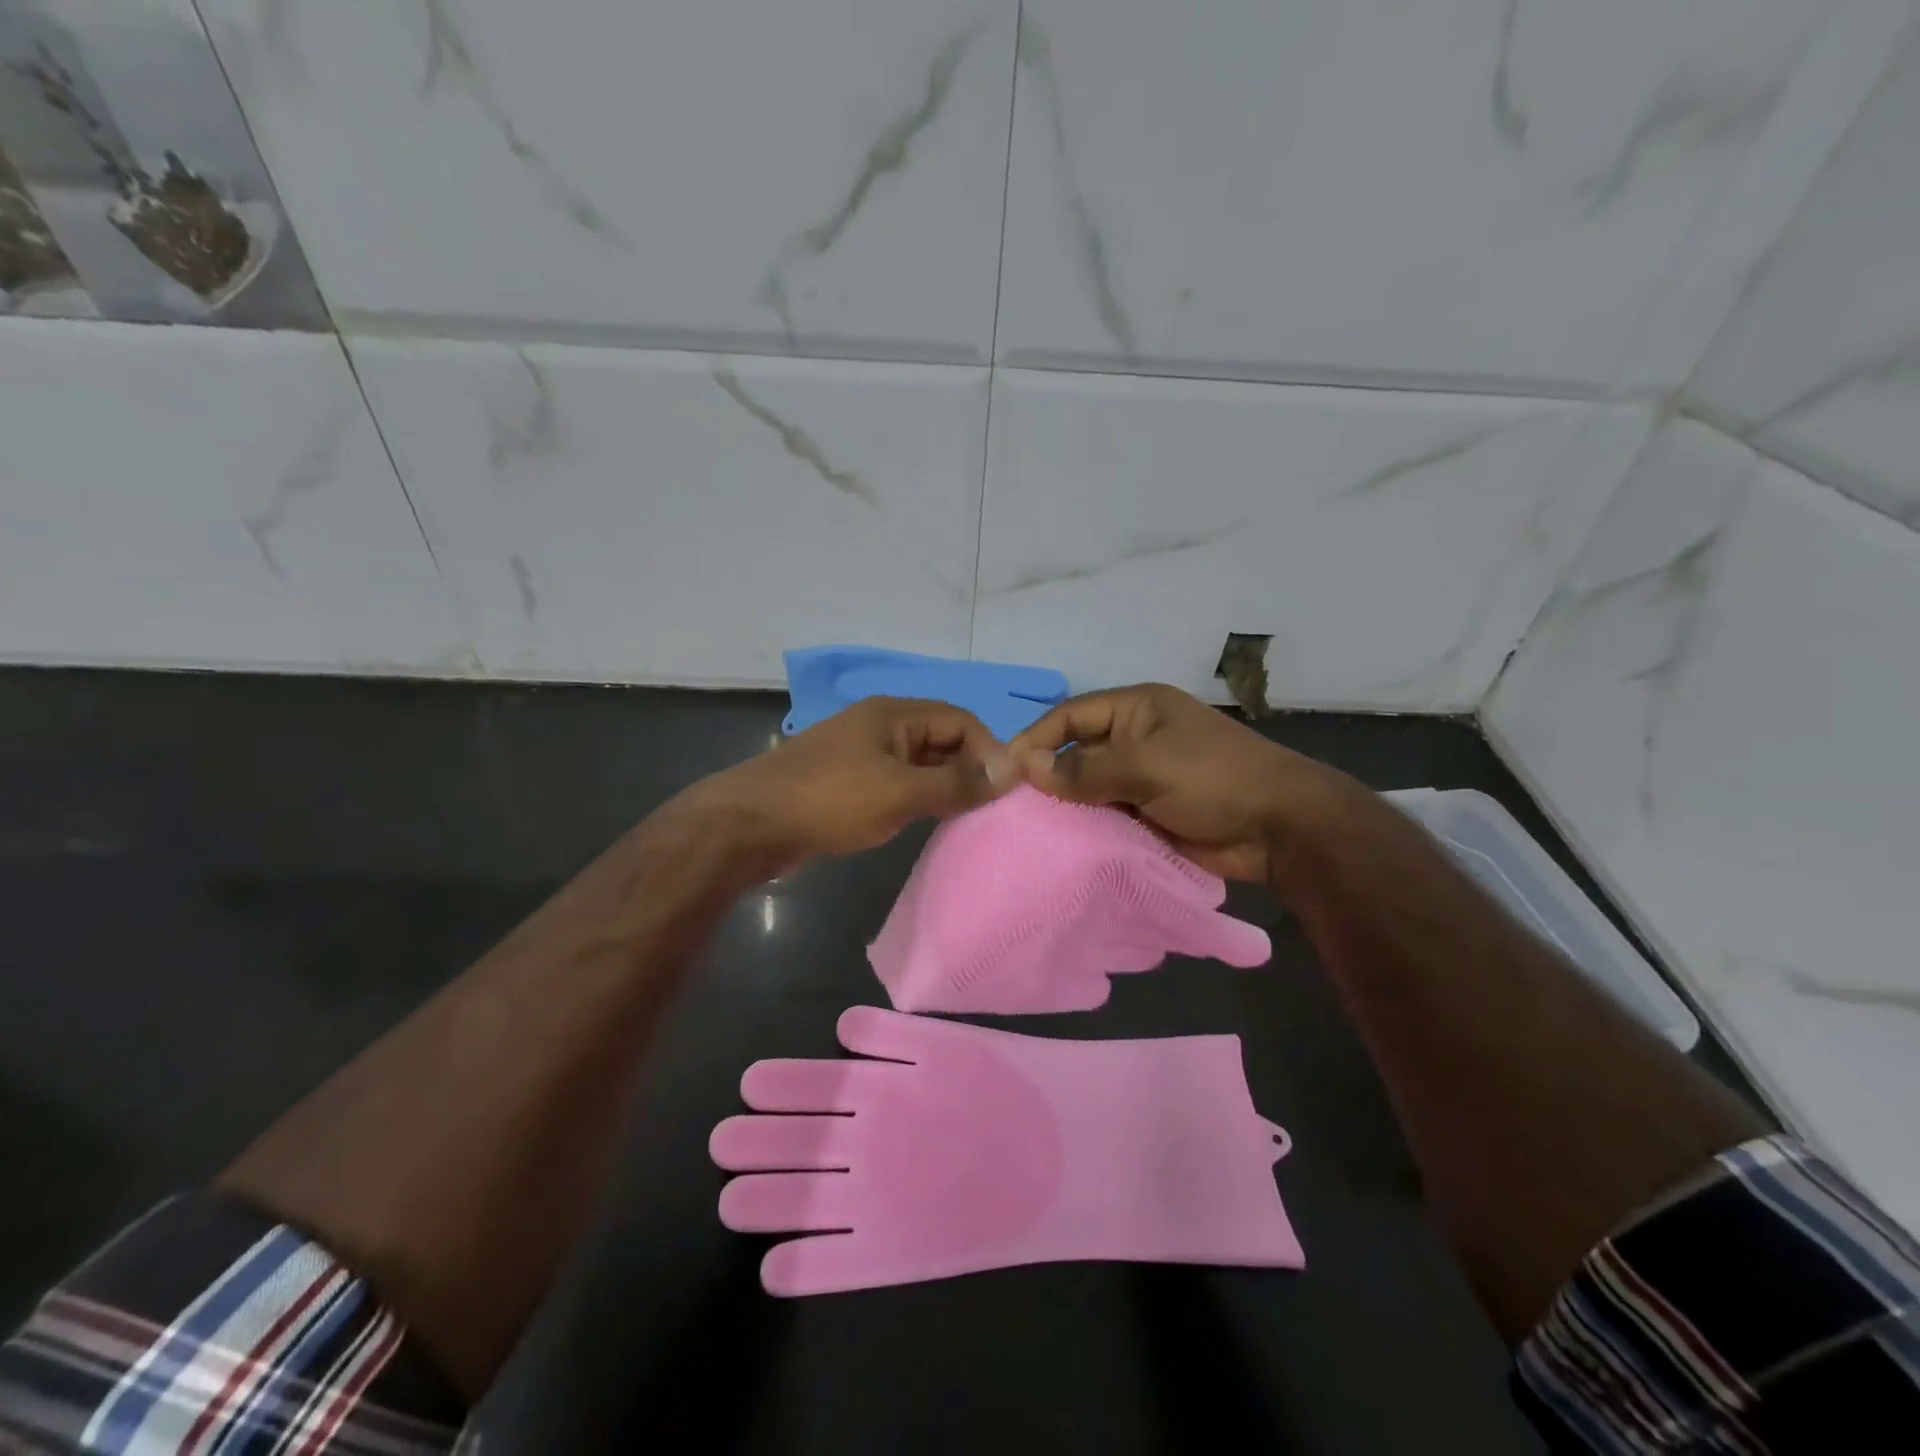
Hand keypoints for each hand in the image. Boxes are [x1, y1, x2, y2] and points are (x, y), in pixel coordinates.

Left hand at [680, 697, 1018, 874]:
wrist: (749, 825)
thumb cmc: (830, 800)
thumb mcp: (901, 791)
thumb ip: (957, 782)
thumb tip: (1012, 770)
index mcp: (894, 714)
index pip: (960, 720)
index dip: (988, 749)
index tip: (1005, 789)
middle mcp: (880, 726)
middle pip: (940, 739)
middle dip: (968, 768)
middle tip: (990, 808)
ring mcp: (861, 754)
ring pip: (919, 763)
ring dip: (944, 785)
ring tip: (966, 818)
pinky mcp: (847, 783)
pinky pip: (897, 782)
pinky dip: (918, 798)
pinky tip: (925, 823)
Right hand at [1009, 683, 1357, 883]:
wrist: (1279, 829)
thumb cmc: (1213, 778)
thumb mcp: (1146, 764)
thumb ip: (1085, 767)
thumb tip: (1027, 765)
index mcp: (1136, 710)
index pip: (1071, 716)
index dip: (1036, 738)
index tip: (1004, 768)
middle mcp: (1134, 739)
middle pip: (1076, 752)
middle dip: (1046, 775)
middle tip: (1007, 804)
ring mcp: (1142, 779)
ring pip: (1088, 788)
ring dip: (1064, 806)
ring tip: (1023, 828)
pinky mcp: (1147, 815)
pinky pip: (1105, 817)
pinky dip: (1085, 828)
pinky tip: (1057, 845)